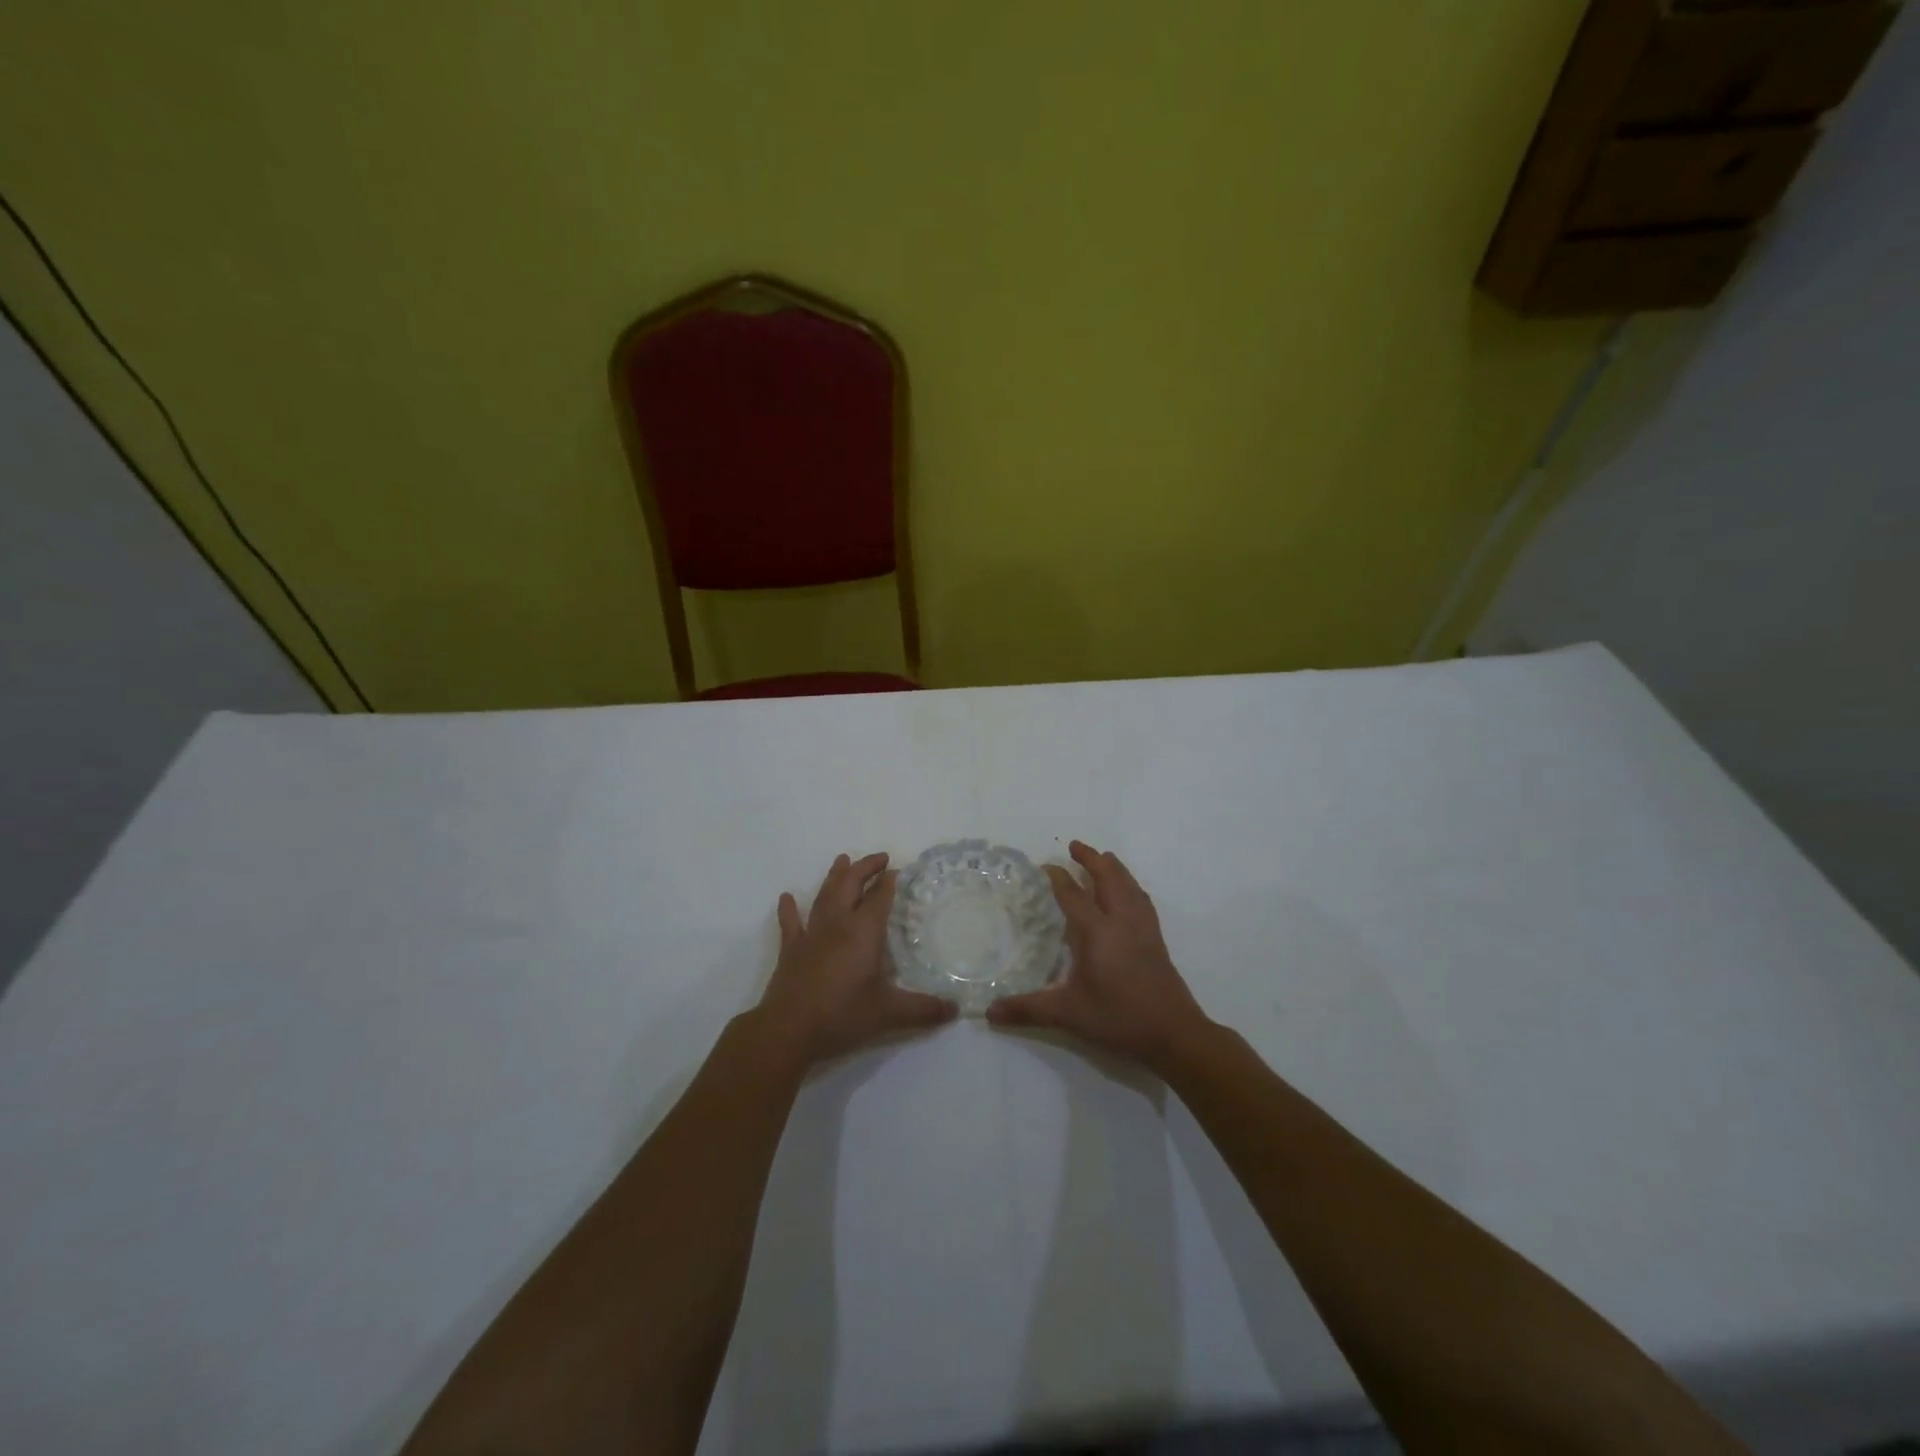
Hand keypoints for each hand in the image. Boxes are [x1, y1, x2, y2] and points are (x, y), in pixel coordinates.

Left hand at [756, 852, 956, 1064]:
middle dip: (865, 868)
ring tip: (842, 859)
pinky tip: (786, 897)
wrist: (789, 1029)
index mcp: (863, 932)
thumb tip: (955, 1009)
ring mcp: (811, 934)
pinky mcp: (791, 950)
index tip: (899, 870)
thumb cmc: (842, 1015)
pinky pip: (790, 923)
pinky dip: (789, 909)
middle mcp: (838, 924)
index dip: (889, 882)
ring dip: (835, 876)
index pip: (880, 897)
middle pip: (851, 885)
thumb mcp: (889, 1014)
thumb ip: (923, 1009)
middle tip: (880, 858)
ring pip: (824, 895)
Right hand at [987, 840, 1211, 1070]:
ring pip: (1129, 885)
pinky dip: (1132, 886)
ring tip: (1104, 857)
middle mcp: (1121, 921)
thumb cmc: (1118, 1018)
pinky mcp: (1157, 939)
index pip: (1074, 895)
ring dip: (1114, 868)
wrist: (1173, 1033)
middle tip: (1075, 845)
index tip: (1046, 866)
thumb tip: (990, 1012)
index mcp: (1097, 932)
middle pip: (1108, 878)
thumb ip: (1028, 1009)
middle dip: (1091, 859)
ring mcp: (1143, 928)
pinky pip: (1142, 900)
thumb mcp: (1069, 1014)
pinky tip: (1130, 891)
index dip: (1059, 878)